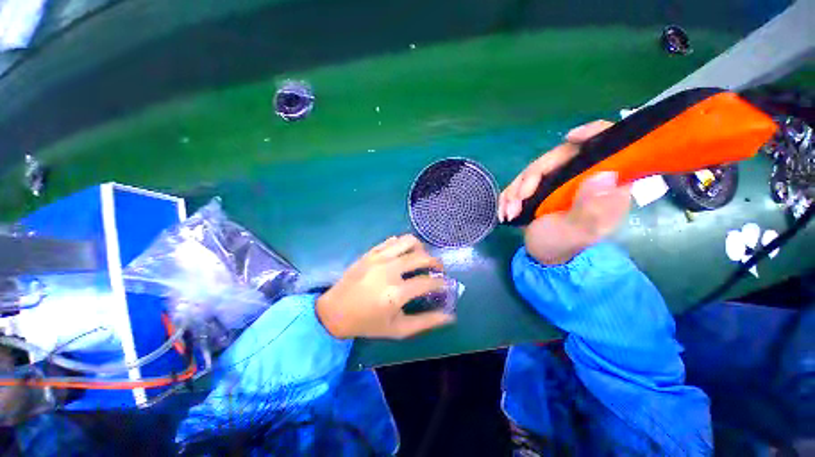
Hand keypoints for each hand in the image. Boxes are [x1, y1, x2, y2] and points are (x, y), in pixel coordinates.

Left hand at [316, 235, 453, 338]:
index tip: (446, 285)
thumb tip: (450, 315)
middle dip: (436, 263)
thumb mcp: (398, 329)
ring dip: (420, 249)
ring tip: (421, 259)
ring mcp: (379, 258)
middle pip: (422, 257)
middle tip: (437, 270)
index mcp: (396, 293)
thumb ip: (426, 322)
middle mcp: (389, 270)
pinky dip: (403, 245)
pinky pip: (393, 240)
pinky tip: (403, 255)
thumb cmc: (368, 323)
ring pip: (409, 241)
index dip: (442, 283)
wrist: (334, 311)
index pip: (429, 282)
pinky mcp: (371, 252)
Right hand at [498, 120, 631, 263]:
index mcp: (604, 184)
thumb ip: (591, 207)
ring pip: (535, 169)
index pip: (607, 145)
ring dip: (516, 190)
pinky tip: (505, 210)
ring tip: (509, 212)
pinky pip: (521, 181)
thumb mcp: (578, 231)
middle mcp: (583, 177)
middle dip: (532, 178)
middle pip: (559, 156)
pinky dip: (510, 195)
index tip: (569, 138)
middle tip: (518, 200)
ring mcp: (559, 182)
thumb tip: (604, 174)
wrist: (543, 256)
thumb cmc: (564, 245)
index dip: (592, 134)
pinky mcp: (541, 188)